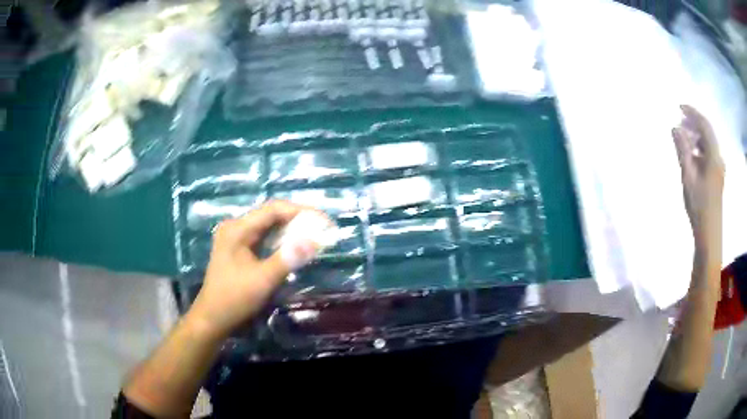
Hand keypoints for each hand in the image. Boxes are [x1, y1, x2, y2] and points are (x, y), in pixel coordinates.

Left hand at [186, 200, 327, 339]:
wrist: (212, 318)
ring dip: (291, 230)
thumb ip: (288, 258)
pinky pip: (264, 238)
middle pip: (271, 215)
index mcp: (238, 229)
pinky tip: (295, 247)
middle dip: (298, 220)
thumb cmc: (234, 299)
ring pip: (268, 226)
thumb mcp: (263, 280)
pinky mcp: (239, 249)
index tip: (324, 222)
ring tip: (314, 236)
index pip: (274, 209)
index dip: (301, 212)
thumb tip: (315, 240)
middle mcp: (236, 227)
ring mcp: (236, 238)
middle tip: (323, 229)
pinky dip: (281, 241)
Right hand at [672, 105, 724, 250]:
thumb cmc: (699, 206)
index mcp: (714, 156)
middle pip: (707, 132)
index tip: (679, 106)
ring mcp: (719, 167)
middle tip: (679, 123)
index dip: (692, 112)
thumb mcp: (688, 177)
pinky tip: (691, 155)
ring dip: (696, 136)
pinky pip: (709, 153)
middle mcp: (719, 158)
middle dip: (694, 123)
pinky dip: (699, 148)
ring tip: (683, 139)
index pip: (704, 125)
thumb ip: (682, 150)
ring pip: (708, 142)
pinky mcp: (717, 175)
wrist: (709, 234)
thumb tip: (675, 127)